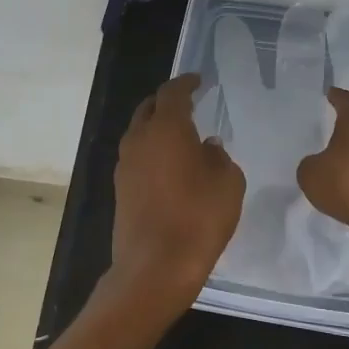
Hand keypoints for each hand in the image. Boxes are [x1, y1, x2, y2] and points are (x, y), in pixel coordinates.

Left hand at [108, 74, 244, 320]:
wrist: (155, 267)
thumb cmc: (198, 218)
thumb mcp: (227, 183)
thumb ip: (219, 158)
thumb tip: (207, 147)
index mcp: (165, 128)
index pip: (172, 93)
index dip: (186, 83)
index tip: (198, 81)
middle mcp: (139, 139)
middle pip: (148, 109)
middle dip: (166, 103)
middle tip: (187, 104)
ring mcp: (124, 165)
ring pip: (139, 133)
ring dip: (157, 128)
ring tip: (180, 136)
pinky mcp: (120, 189)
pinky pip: (136, 157)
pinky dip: (151, 151)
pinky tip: (170, 166)